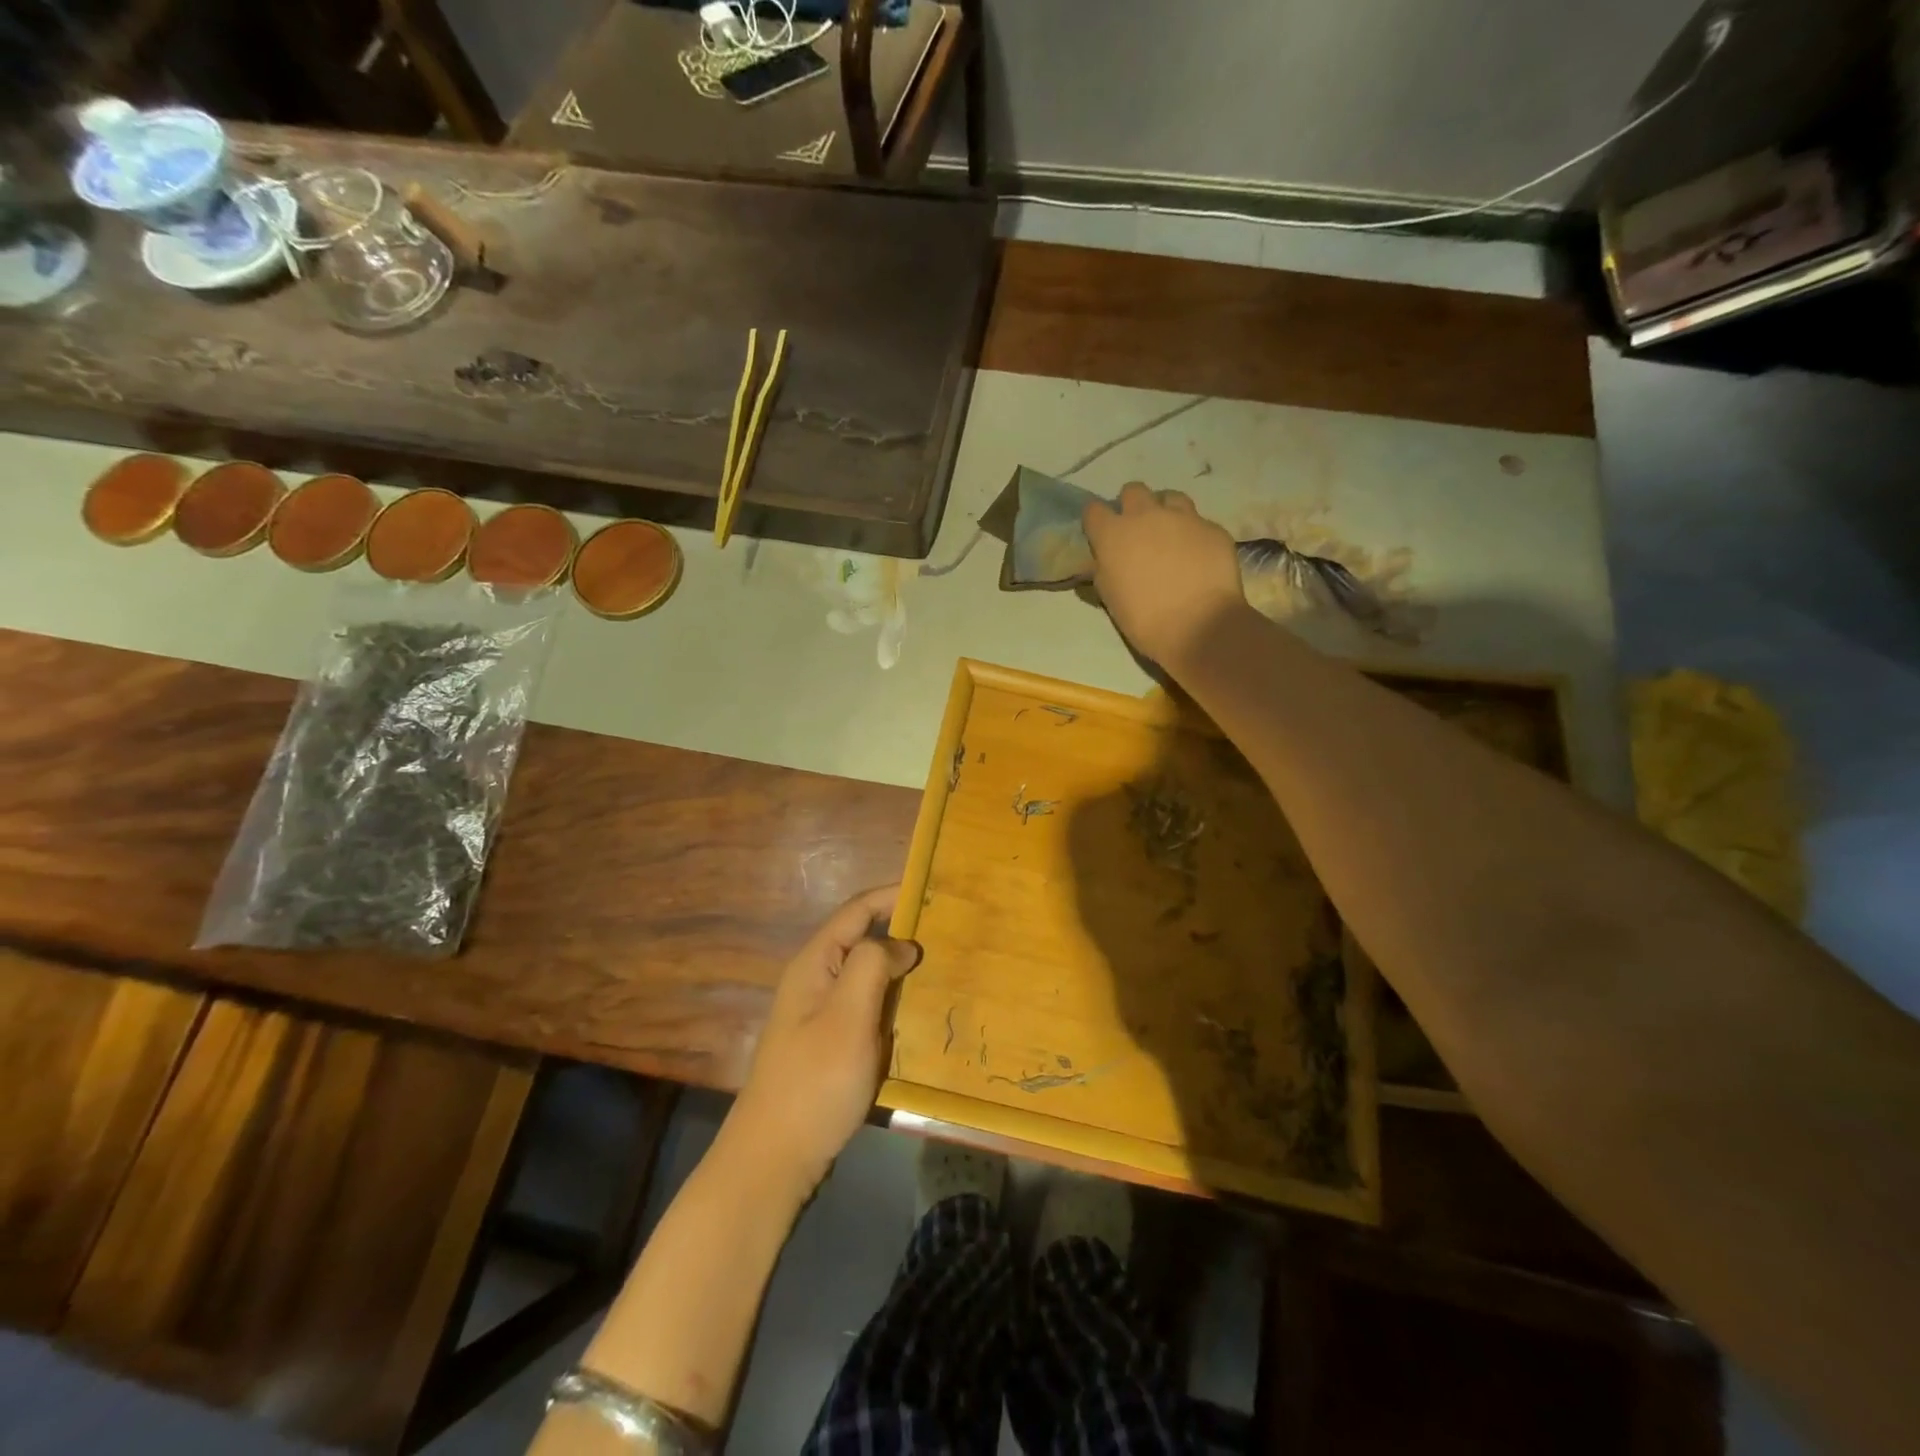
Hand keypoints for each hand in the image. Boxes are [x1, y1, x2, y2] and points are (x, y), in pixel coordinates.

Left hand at [721, 886, 920, 1201]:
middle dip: (901, 929)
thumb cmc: (814, 1081)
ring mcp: (821, 1013)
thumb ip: (872, 965)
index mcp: (815, 963)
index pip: (857, 911)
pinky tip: (919, 1010)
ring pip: (866, 974)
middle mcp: (816, 979)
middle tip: (948, 930)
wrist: (774, 1159)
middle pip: (861, 938)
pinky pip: (867, 1005)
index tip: (933, 890)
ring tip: (943, 964)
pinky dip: (893, 998)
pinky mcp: (830, 1042)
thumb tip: (901, 944)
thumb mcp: (848, 1016)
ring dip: (900, 966)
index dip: (892, 895)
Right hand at [1083, 482, 1246, 666]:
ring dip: (1164, 511)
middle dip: (1131, 505)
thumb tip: (1099, 562)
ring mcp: (1183, 518)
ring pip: (1170, 497)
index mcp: (1113, 534)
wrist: (1198, 626)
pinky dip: (1193, 534)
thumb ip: (1102, 571)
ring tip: (1170, 534)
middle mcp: (1146, 516)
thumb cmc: (1143, 618)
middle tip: (1137, 530)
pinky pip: (1199, 522)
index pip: (1093, 510)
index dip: (1096, 521)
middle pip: (1133, 491)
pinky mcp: (1213, 528)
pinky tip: (1197, 555)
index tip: (1100, 534)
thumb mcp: (1109, 597)